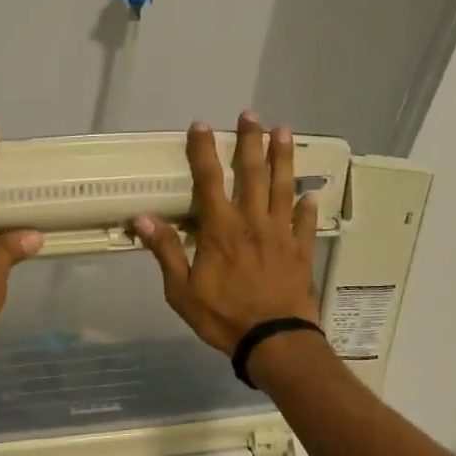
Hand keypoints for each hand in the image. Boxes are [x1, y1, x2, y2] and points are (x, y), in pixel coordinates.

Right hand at [132, 113, 319, 355]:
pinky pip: (305, 222)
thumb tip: (144, 218)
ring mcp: (280, 234)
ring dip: (283, 158)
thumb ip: (167, 251)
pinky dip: (308, 206)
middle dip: (250, 142)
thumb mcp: (182, 290)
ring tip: (285, 131)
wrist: (273, 340)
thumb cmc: (223, 316)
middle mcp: (252, 222)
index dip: (204, 151)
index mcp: (221, 229)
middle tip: (251, 115)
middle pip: (252, 174)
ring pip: (282, 188)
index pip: (209, 180)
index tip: (201, 125)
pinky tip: (311, 192)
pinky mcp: (300, 251)